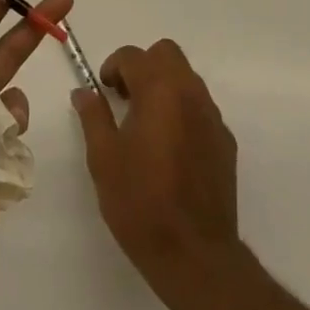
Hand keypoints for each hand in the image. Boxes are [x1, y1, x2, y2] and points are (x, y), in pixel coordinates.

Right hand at [72, 38, 243, 305]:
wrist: (195, 255)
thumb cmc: (142, 203)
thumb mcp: (104, 159)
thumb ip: (93, 117)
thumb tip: (84, 91)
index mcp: (159, 90)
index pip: (133, 55)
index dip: (113, 67)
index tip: (104, 90)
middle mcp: (190, 92)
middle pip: (167, 54)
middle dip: (143, 66)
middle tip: (125, 98)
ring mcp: (213, 116)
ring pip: (187, 78)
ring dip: (164, 86)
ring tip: (146, 124)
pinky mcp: (225, 141)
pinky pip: (201, 108)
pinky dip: (183, 112)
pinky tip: (170, 149)